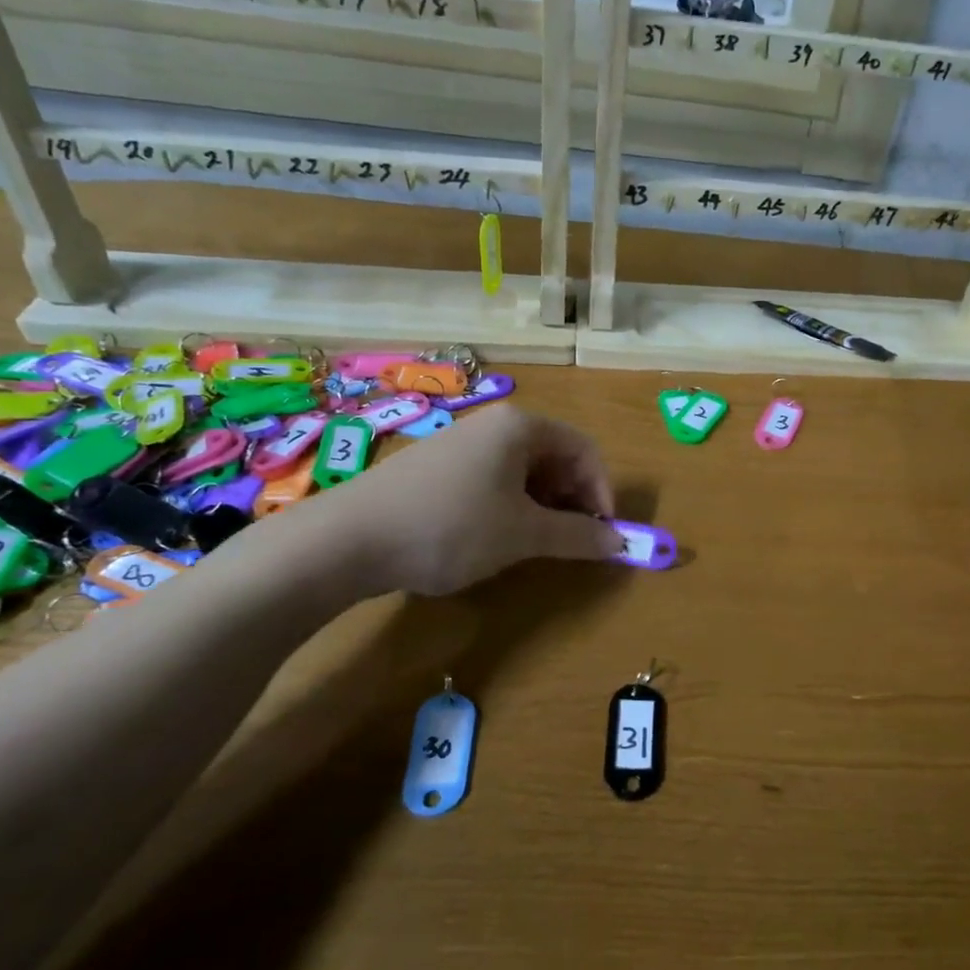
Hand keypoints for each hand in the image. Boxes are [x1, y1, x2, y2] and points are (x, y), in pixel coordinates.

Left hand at [289, 404, 622, 597]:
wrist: (348, 538)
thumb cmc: (451, 526)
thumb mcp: (524, 534)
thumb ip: (578, 537)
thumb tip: (620, 544)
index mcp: (521, 427)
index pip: (584, 450)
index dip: (602, 491)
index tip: (602, 533)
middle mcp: (493, 425)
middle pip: (555, 457)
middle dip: (572, 500)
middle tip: (571, 541)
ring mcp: (460, 443)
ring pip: (523, 471)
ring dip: (542, 506)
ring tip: (535, 543)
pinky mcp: (436, 467)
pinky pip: (492, 479)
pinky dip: (510, 506)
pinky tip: (495, 537)